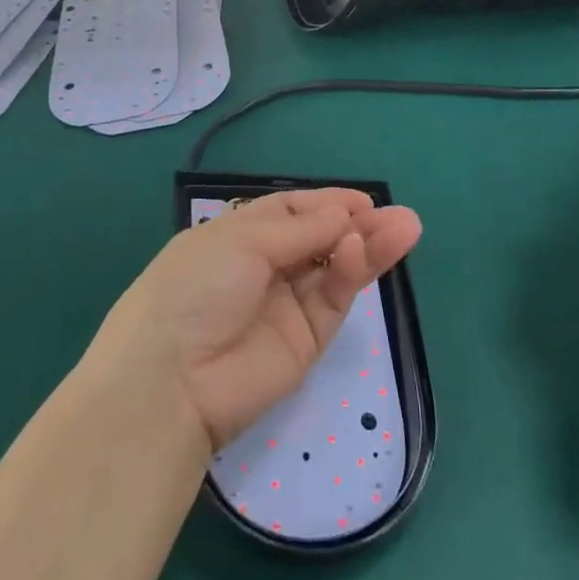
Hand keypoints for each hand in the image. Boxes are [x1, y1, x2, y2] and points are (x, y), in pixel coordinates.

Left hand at [89, 189, 422, 450]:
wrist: (171, 380)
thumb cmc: (195, 287)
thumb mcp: (241, 242)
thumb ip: (299, 229)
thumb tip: (343, 215)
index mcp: (237, 236)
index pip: (291, 212)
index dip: (326, 204)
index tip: (362, 199)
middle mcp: (264, 268)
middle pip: (320, 239)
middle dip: (357, 224)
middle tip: (400, 217)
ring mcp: (286, 306)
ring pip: (335, 269)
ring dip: (368, 247)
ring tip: (406, 227)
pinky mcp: (305, 342)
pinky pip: (332, 299)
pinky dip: (349, 273)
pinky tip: (361, 251)